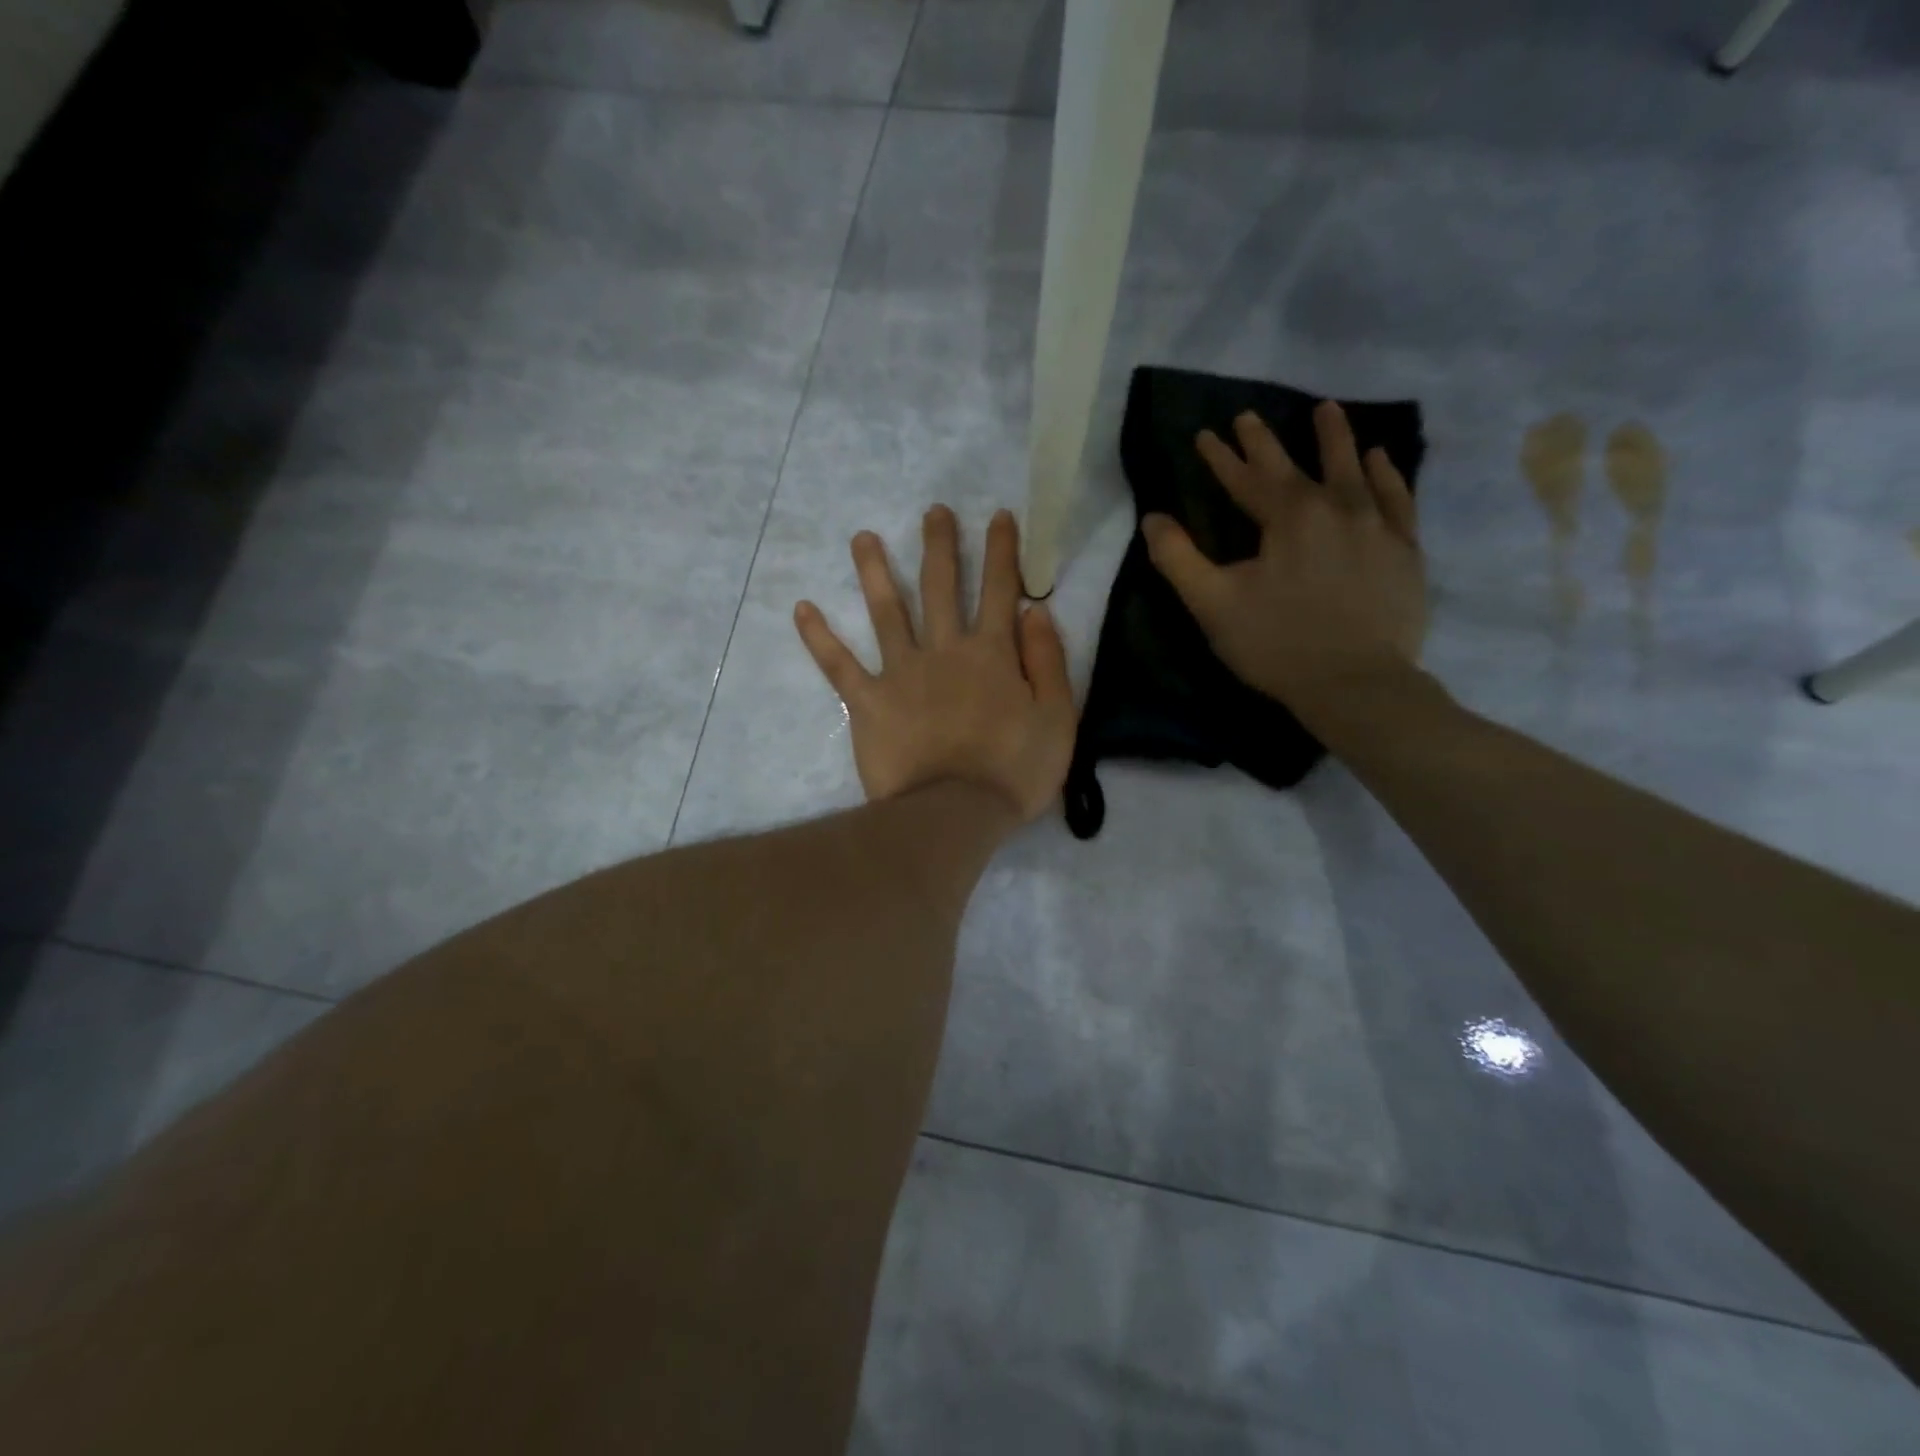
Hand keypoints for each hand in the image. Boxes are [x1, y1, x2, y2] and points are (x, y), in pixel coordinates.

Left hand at [794, 506, 1077, 823]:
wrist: (954, 814)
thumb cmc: (1014, 772)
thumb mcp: (1057, 718)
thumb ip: (1048, 662)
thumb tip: (1036, 612)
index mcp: (992, 654)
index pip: (1001, 591)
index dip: (1002, 552)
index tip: (998, 516)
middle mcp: (944, 650)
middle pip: (942, 588)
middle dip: (940, 546)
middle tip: (933, 511)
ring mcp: (901, 673)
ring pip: (887, 612)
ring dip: (875, 572)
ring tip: (862, 538)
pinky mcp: (868, 701)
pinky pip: (839, 665)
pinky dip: (819, 637)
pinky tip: (801, 608)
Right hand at [1142, 401, 1426, 709]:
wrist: (1356, 684)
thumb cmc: (1277, 644)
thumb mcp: (1213, 604)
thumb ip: (1178, 558)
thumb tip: (1153, 518)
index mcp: (1287, 517)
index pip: (1246, 478)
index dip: (1221, 457)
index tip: (1204, 434)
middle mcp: (1335, 507)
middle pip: (1296, 464)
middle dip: (1266, 441)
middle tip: (1249, 415)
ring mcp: (1377, 525)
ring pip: (1354, 468)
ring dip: (1336, 438)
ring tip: (1327, 410)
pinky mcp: (1405, 550)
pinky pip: (1397, 497)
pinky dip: (1386, 473)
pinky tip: (1379, 458)